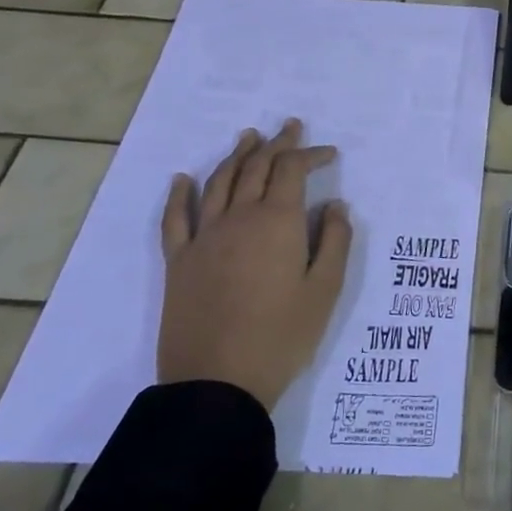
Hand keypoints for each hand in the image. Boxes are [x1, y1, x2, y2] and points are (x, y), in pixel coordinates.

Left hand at [158, 119, 352, 408]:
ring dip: (236, 155)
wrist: (217, 382)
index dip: (310, 154)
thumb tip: (336, 206)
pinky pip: (175, 218)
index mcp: (277, 222)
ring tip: (249, 137)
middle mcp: (238, 218)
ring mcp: (204, 237)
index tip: (329, 153)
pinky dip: (180, 194)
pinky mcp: (179, 261)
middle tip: (290, 127)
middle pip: (256, 167)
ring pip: (219, 182)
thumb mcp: (326, 290)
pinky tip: (182, 179)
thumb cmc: (282, 336)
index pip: (292, 170)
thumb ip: (335, 241)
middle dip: (276, 144)